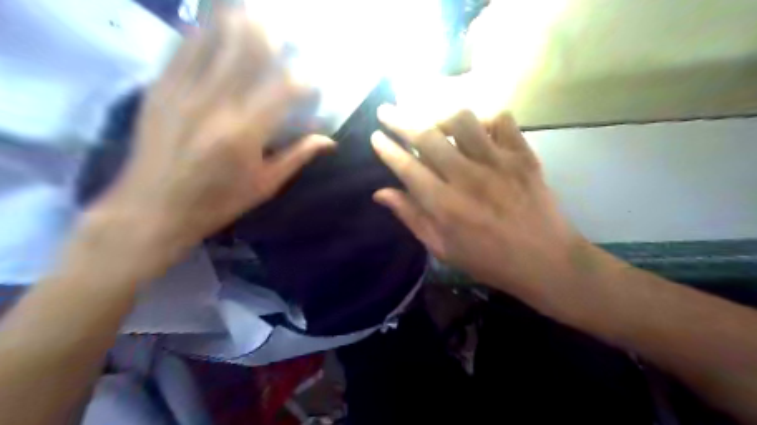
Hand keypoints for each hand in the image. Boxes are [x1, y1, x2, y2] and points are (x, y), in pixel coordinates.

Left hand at [89, 11, 332, 271]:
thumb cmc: (217, 202)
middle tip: (285, 29)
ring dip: (237, 23)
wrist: (152, 207)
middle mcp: (217, 103)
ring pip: (214, 40)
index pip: (285, 89)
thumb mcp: (264, 185)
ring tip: (254, 12)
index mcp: (246, 132)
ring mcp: (184, 91)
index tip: (314, 80)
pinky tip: (214, 22)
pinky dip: (202, 31)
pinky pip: (182, 48)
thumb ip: (297, 156)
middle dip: (271, 35)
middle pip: (248, 52)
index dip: (304, 79)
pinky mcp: (160, 88)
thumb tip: (329, 140)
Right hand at [372, 107, 583, 294]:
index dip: (387, 149)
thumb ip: (412, 217)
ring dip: (439, 114)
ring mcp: (497, 163)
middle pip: (427, 137)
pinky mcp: (522, 155)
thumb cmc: (489, 260)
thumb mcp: (443, 248)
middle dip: (400, 119)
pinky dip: (484, 117)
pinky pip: (501, 120)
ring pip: (462, 120)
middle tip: (387, 110)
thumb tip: (381, 193)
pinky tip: (476, 127)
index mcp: (444, 205)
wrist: (545, 261)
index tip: (375, 136)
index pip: (406, 167)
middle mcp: (467, 178)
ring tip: (431, 118)